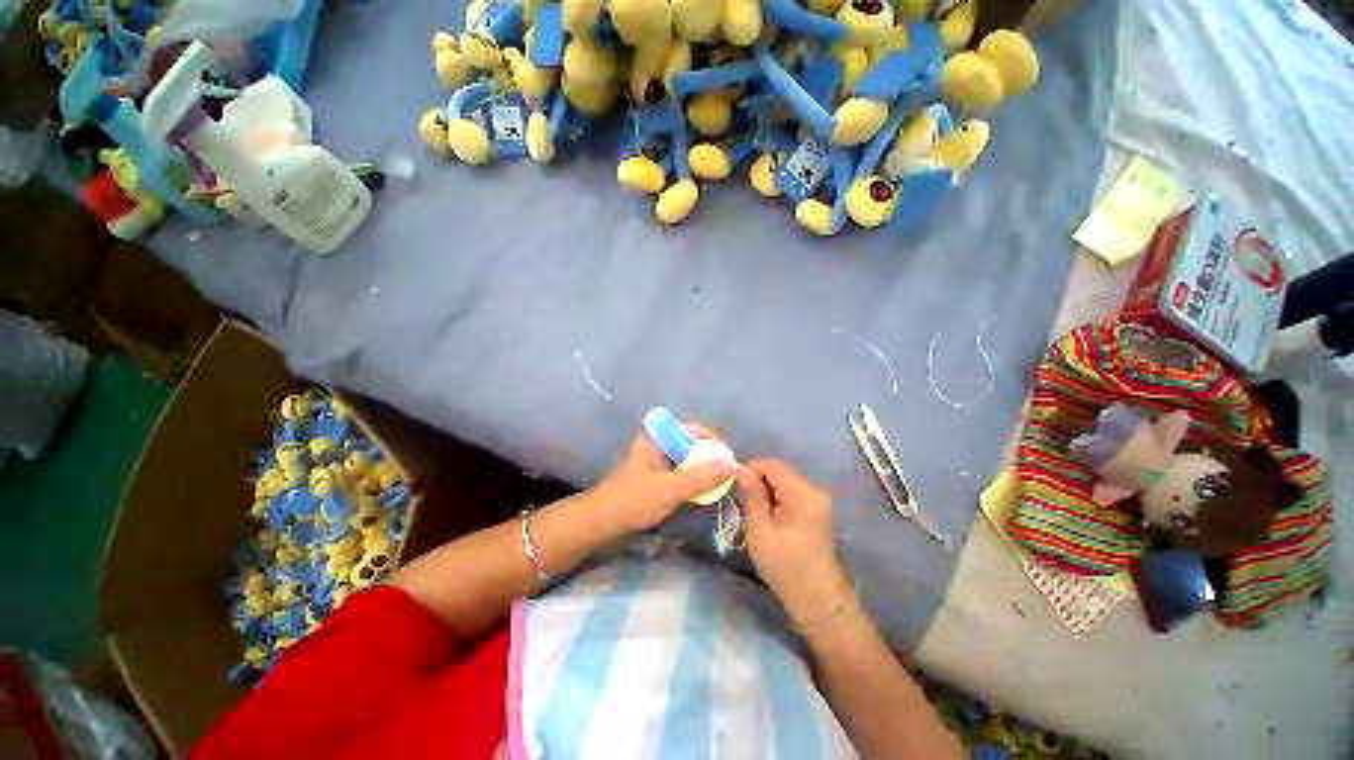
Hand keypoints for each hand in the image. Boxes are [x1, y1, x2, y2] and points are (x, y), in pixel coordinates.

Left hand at [589, 424, 737, 533]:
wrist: (600, 525)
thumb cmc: (633, 500)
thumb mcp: (670, 488)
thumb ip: (702, 477)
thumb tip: (734, 466)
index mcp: (656, 436)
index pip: (692, 429)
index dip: (713, 440)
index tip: (729, 457)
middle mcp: (657, 444)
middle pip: (691, 444)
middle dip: (710, 457)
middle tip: (729, 472)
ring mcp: (656, 461)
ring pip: (687, 460)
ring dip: (703, 470)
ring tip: (721, 482)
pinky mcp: (655, 478)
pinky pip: (681, 473)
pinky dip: (693, 480)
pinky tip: (705, 491)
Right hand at [739, 460, 853, 625]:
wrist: (820, 602)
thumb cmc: (786, 567)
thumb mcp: (761, 530)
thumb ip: (752, 496)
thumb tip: (740, 469)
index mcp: (802, 494)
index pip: (773, 466)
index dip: (751, 467)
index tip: (731, 479)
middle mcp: (814, 492)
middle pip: (781, 474)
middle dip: (758, 480)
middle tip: (737, 495)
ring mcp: (818, 503)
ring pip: (786, 485)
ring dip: (767, 491)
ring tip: (748, 506)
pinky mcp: (818, 513)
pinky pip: (793, 496)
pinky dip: (777, 500)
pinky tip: (765, 515)